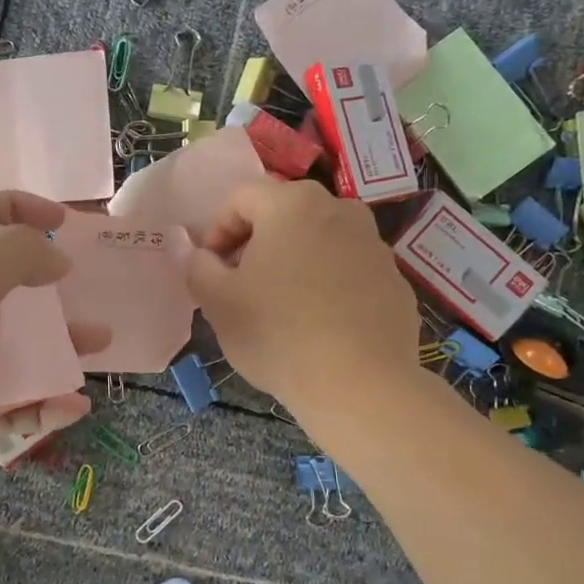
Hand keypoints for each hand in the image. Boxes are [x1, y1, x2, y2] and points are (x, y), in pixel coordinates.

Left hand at [0, 192, 110, 502]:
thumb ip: (17, 254)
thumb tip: (56, 259)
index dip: (21, 208)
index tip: (64, 222)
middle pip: (6, 281)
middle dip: (50, 284)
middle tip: (86, 290)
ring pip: (17, 341)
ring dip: (60, 343)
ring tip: (98, 345)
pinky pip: (13, 396)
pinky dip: (44, 399)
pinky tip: (72, 404)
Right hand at [186, 180, 418, 418]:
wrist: (359, 384)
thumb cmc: (277, 334)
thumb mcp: (218, 301)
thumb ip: (196, 265)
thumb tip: (188, 245)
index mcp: (292, 204)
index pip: (241, 199)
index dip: (216, 233)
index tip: (210, 271)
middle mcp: (340, 210)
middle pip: (283, 215)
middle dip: (256, 245)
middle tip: (240, 288)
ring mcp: (374, 244)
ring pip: (319, 242)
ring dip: (294, 263)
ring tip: (281, 308)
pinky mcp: (395, 280)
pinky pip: (349, 271)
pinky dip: (329, 285)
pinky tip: (319, 326)